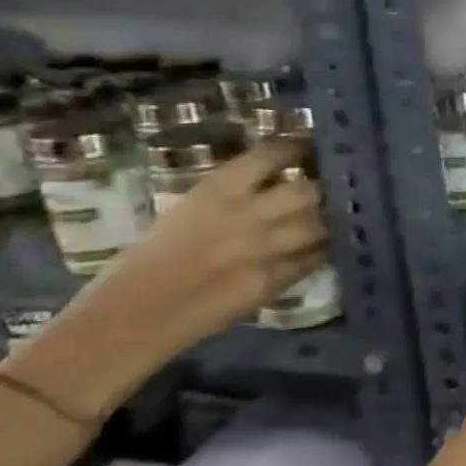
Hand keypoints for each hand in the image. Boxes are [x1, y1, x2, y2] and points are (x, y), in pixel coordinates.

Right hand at [22, 138, 327, 414]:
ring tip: (337, 216)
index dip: (299, 148)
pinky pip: (314, 259)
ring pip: (320, 225)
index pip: (273, 154)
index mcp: (217, 190)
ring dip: (330, 220)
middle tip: (332, 186)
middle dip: (322, 188)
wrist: (128, 318)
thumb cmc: (147, 260)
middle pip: (309, 190)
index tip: (312, 147)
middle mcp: (248, 215)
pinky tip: (325, 246)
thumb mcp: (187, 210)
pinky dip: (322, 251)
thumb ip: (233, 194)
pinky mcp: (274, 282)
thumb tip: (275, 179)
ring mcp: (264, 250)